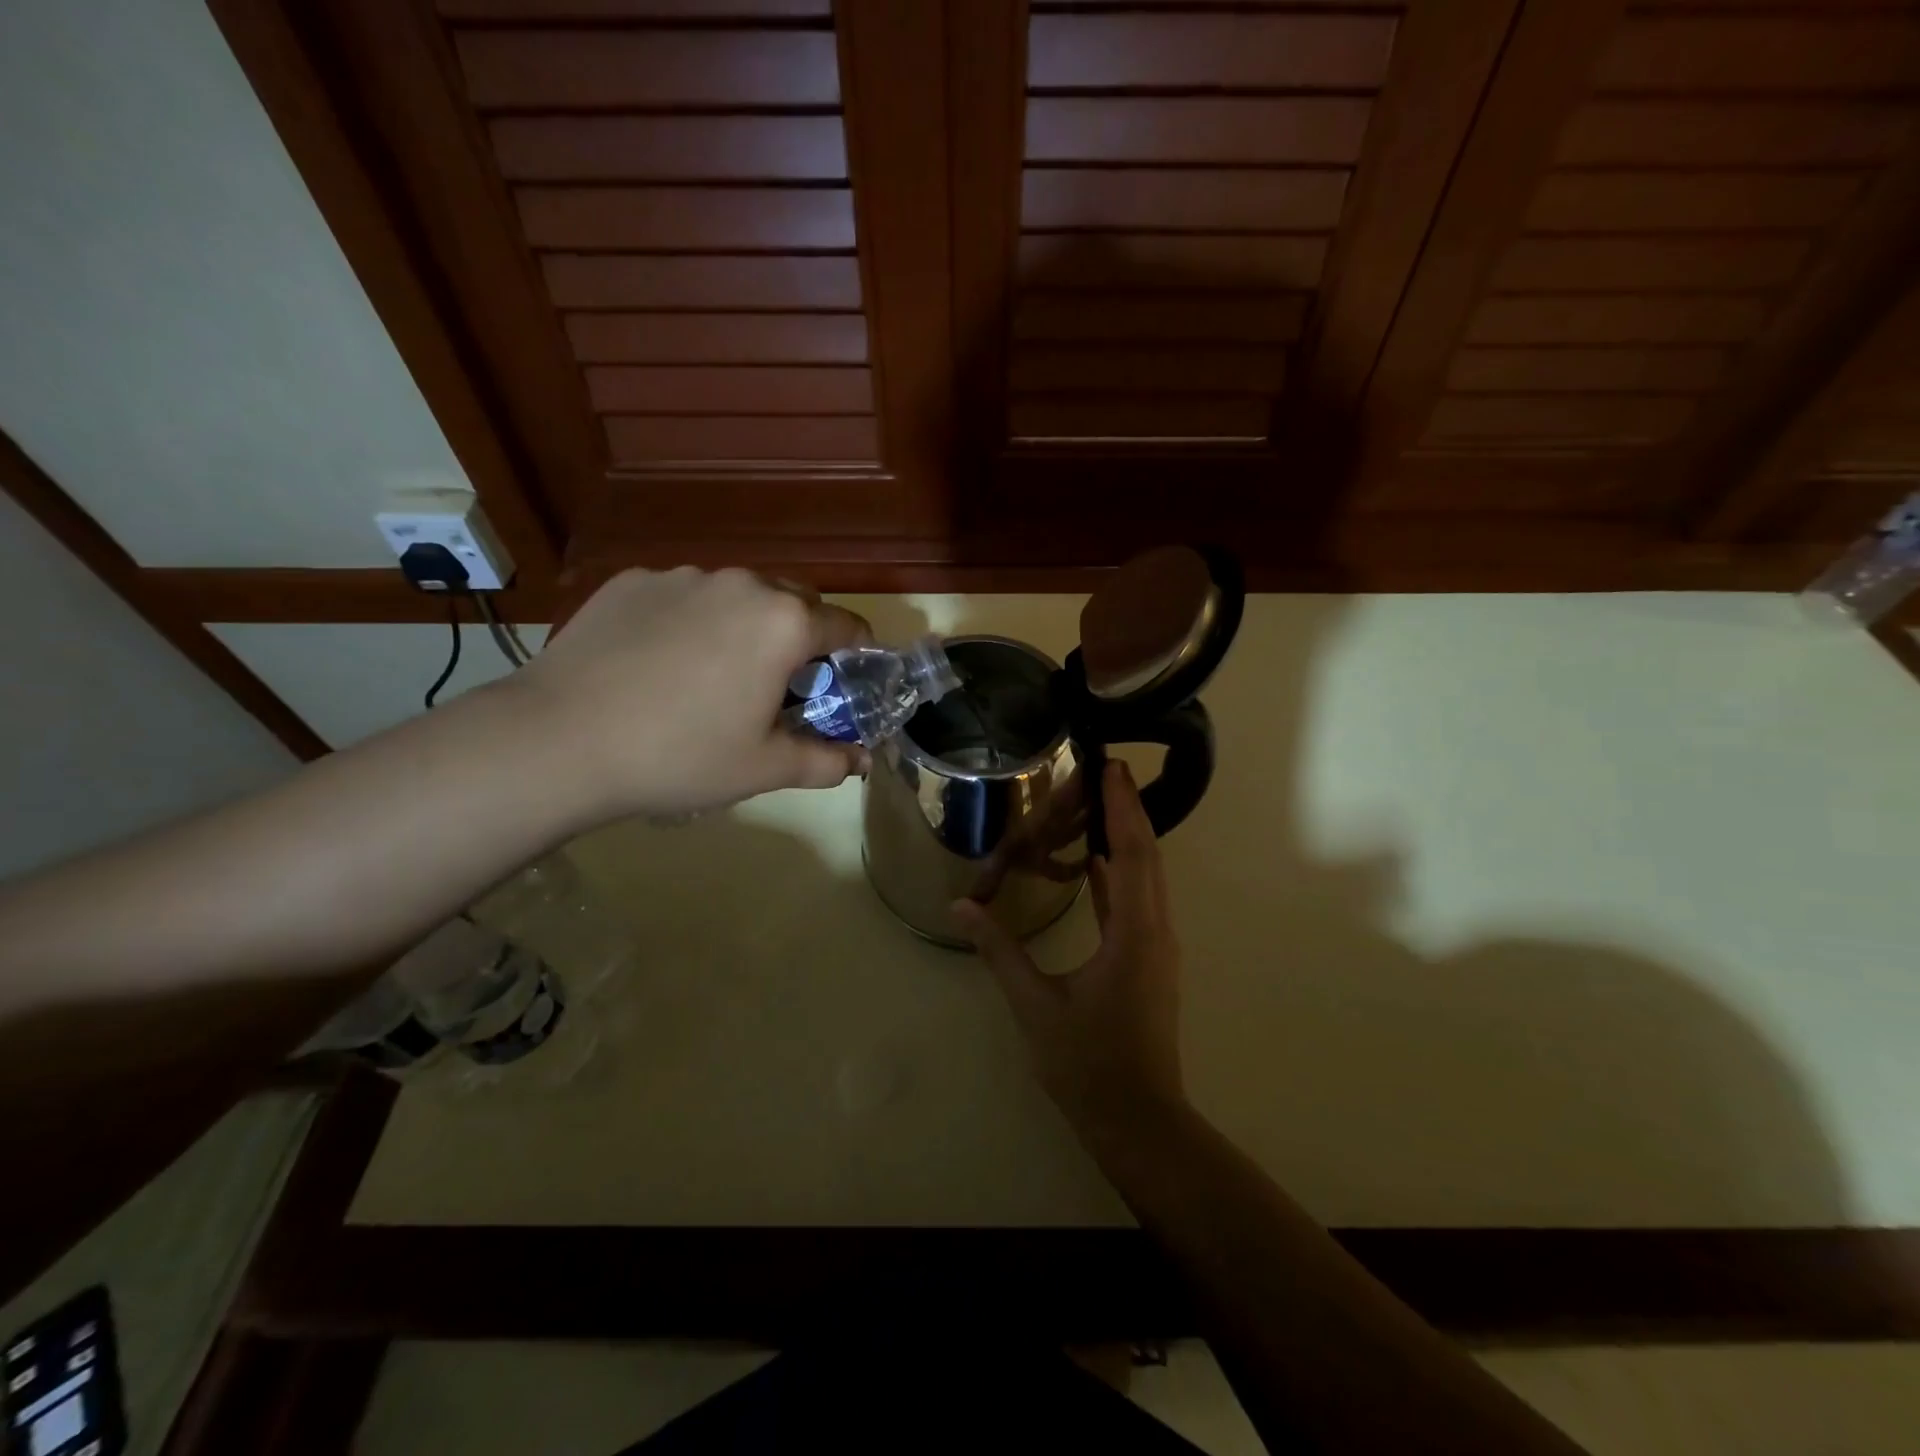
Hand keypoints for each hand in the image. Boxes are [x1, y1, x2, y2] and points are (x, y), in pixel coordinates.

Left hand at [508, 567, 871, 816]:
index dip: (857, 657)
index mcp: (784, 623)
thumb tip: (861, 760)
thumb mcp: (763, 768)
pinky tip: (660, 665)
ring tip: (713, 677)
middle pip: (795, 602)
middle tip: (780, 687)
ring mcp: (682, 576)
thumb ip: (826, 761)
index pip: (847, 626)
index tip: (848, 685)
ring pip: (737, 596)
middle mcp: (741, 584)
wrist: (559, 739)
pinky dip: (691, 622)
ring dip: (745, 627)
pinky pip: (684, 597)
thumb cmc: (680, 755)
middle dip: (802, 639)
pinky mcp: (632, 582)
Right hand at [953, 760, 1185, 1141]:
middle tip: (1108, 770)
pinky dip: (1121, 873)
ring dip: (1128, 838)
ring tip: (1101, 803)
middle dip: (1129, 810)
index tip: (1113, 767)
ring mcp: (1155, 946)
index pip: (1132, 854)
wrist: (1138, 1120)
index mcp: (1134, 933)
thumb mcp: (1035, 1005)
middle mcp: (1155, 930)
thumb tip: (961, 907)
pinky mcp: (1147, 960)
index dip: (1123, 808)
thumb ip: (999, 951)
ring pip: (1146, 877)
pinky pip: (1136, 901)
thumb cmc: (1088, 1063)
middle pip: (1147, 856)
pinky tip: (1098, 862)